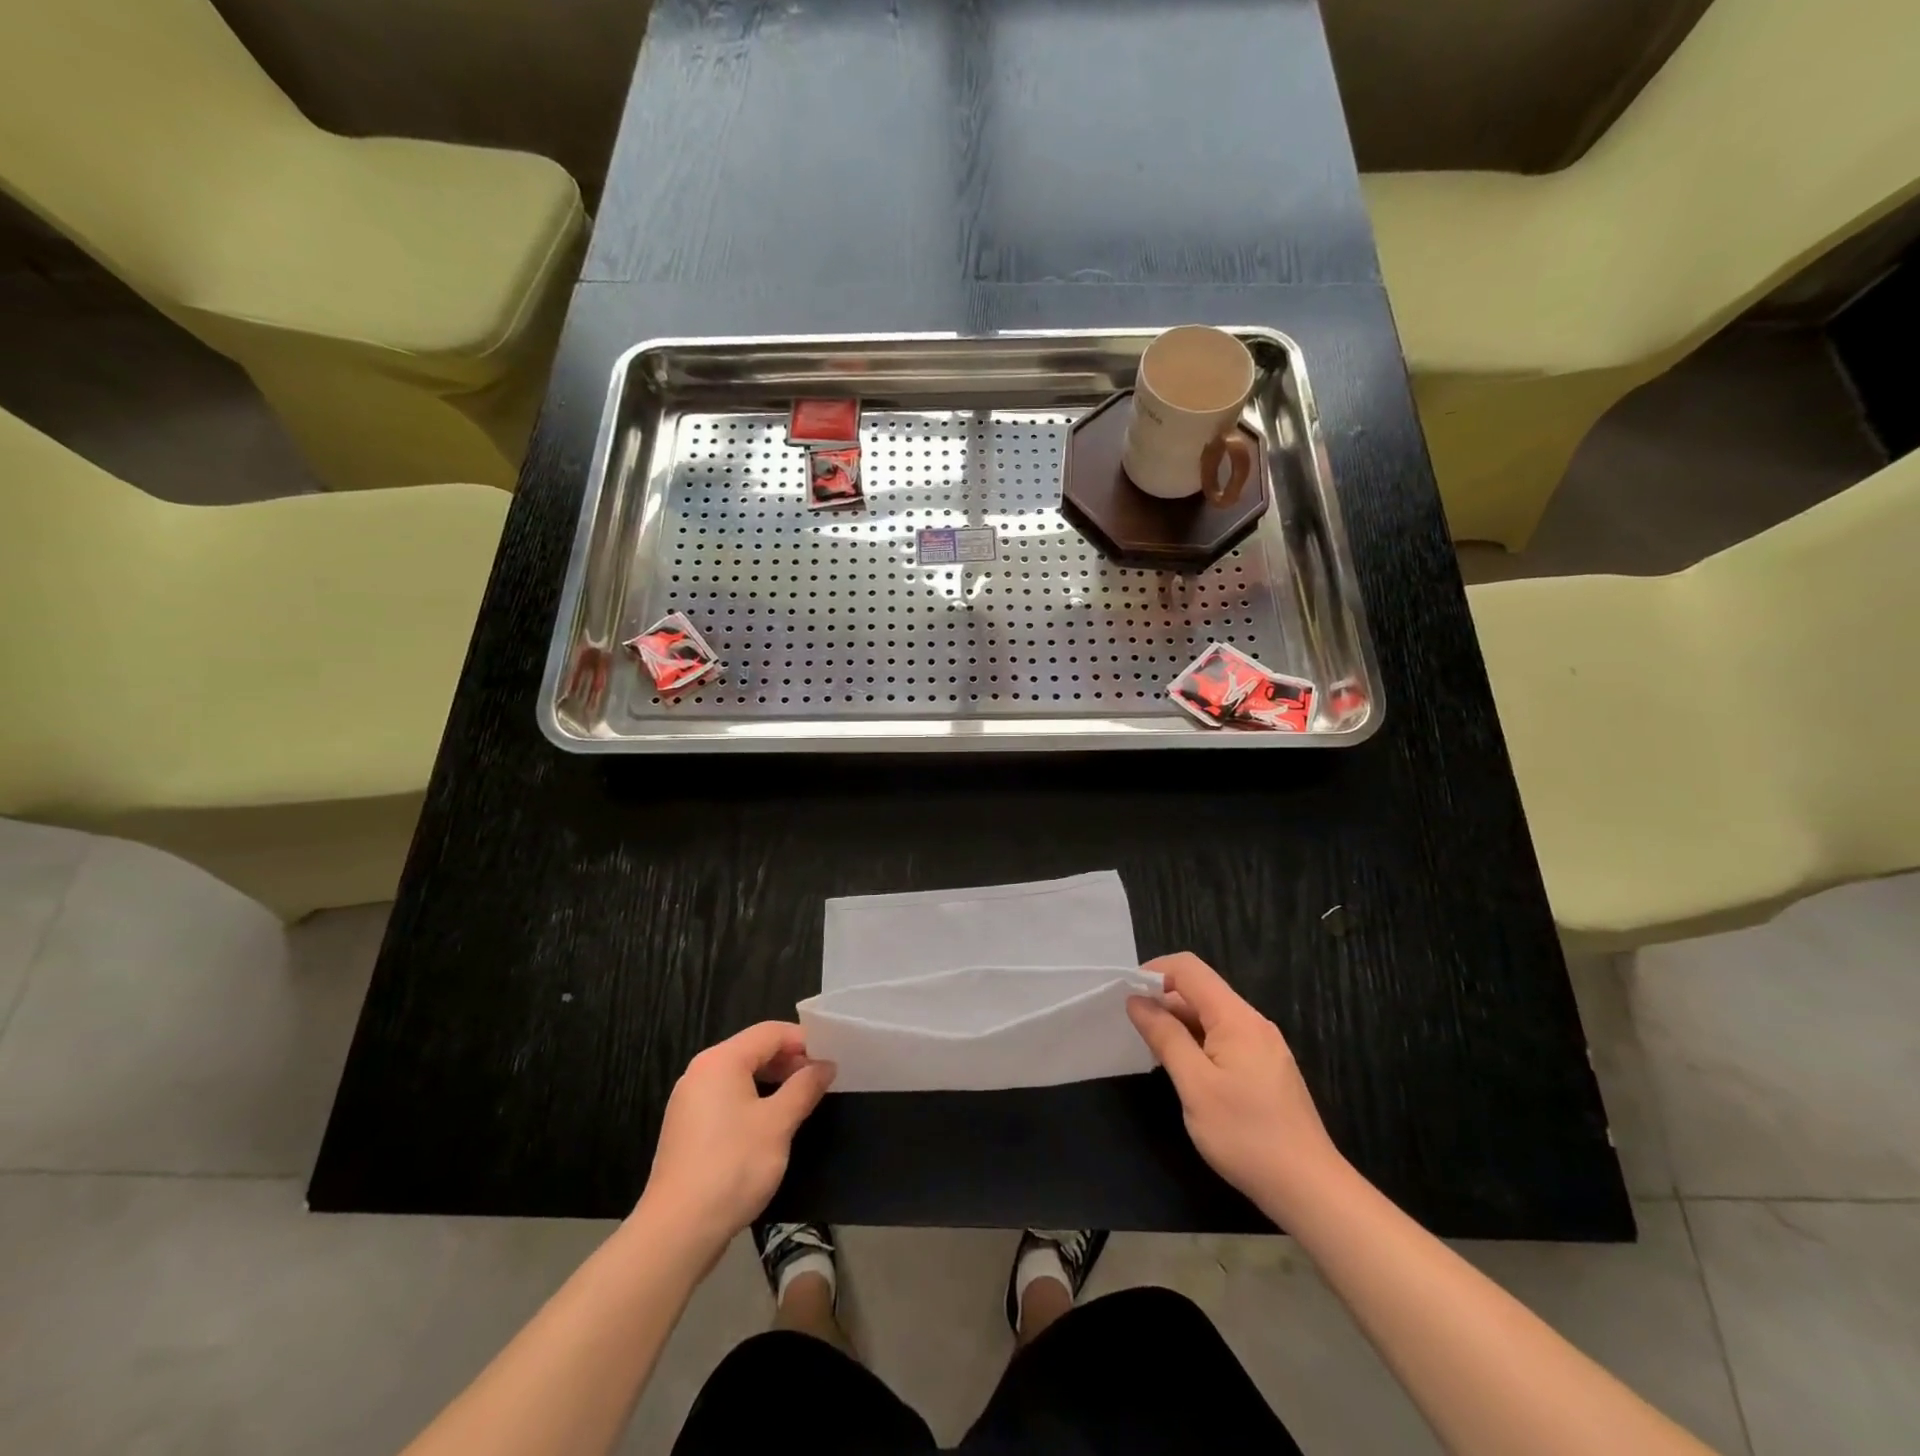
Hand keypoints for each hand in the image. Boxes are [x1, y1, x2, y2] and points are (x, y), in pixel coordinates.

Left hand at [636, 1022, 835, 1259]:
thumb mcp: (778, 1124)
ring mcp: (688, 1101)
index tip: (830, 1060)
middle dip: (788, 1061)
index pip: (770, 1032)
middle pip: (753, 1050)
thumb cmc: (732, 1166)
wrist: (677, 1232)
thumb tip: (825, 1065)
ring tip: (799, 1103)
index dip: (803, 1041)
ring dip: (772, 1082)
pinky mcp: (686, 1129)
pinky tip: (769, 1126)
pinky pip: (725, 1099)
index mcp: (721, 1061)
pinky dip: (751, 1101)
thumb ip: (804, 1087)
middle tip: (818, 1083)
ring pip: (739, 1076)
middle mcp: (700, 1072)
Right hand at [1127, 953, 1344, 1216]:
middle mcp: (1253, 1022)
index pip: (1189, 969)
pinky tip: (1187, 1073)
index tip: (1127, 995)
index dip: (1155, 972)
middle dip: (1164, 1001)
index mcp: (1236, 1018)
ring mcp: (1264, 1046)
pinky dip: (1199, 1043)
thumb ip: (1165, 1037)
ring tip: (1155, 1054)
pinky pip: (1226, 1038)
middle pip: (1201, 990)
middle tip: (1134, 1031)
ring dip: (1180, 1024)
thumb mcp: (1195, 1085)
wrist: (1310, 1189)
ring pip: (1212, 1016)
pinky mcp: (1268, 1069)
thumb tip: (1137, 1000)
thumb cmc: (1246, 1135)